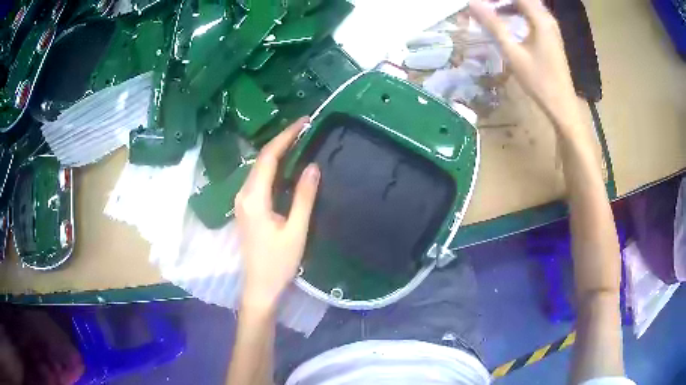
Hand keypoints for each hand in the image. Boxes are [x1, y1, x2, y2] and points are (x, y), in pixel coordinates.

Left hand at [235, 117, 319, 309]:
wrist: (260, 286)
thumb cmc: (278, 263)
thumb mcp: (296, 230)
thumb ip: (303, 197)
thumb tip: (313, 166)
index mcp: (254, 198)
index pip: (268, 157)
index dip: (286, 136)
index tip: (304, 122)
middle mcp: (243, 194)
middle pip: (261, 159)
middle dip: (282, 140)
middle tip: (306, 128)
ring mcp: (242, 201)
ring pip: (259, 168)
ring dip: (278, 152)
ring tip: (300, 140)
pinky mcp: (246, 207)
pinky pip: (259, 179)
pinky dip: (274, 167)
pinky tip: (288, 165)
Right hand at [469, 0, 580, 129]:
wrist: (561, 104)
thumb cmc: (538, 80)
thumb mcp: (513, 52)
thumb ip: (493, 25)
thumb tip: (473, 3)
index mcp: (540, 19)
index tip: (481, 2)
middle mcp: (547, 18)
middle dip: (502, 0)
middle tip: (484, 5)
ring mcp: (551, 27)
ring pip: (527, 5)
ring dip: (508, 4)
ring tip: (491, 10)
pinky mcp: (550, 36)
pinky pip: (532, 15)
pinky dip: (517, 12)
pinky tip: (507, 20)